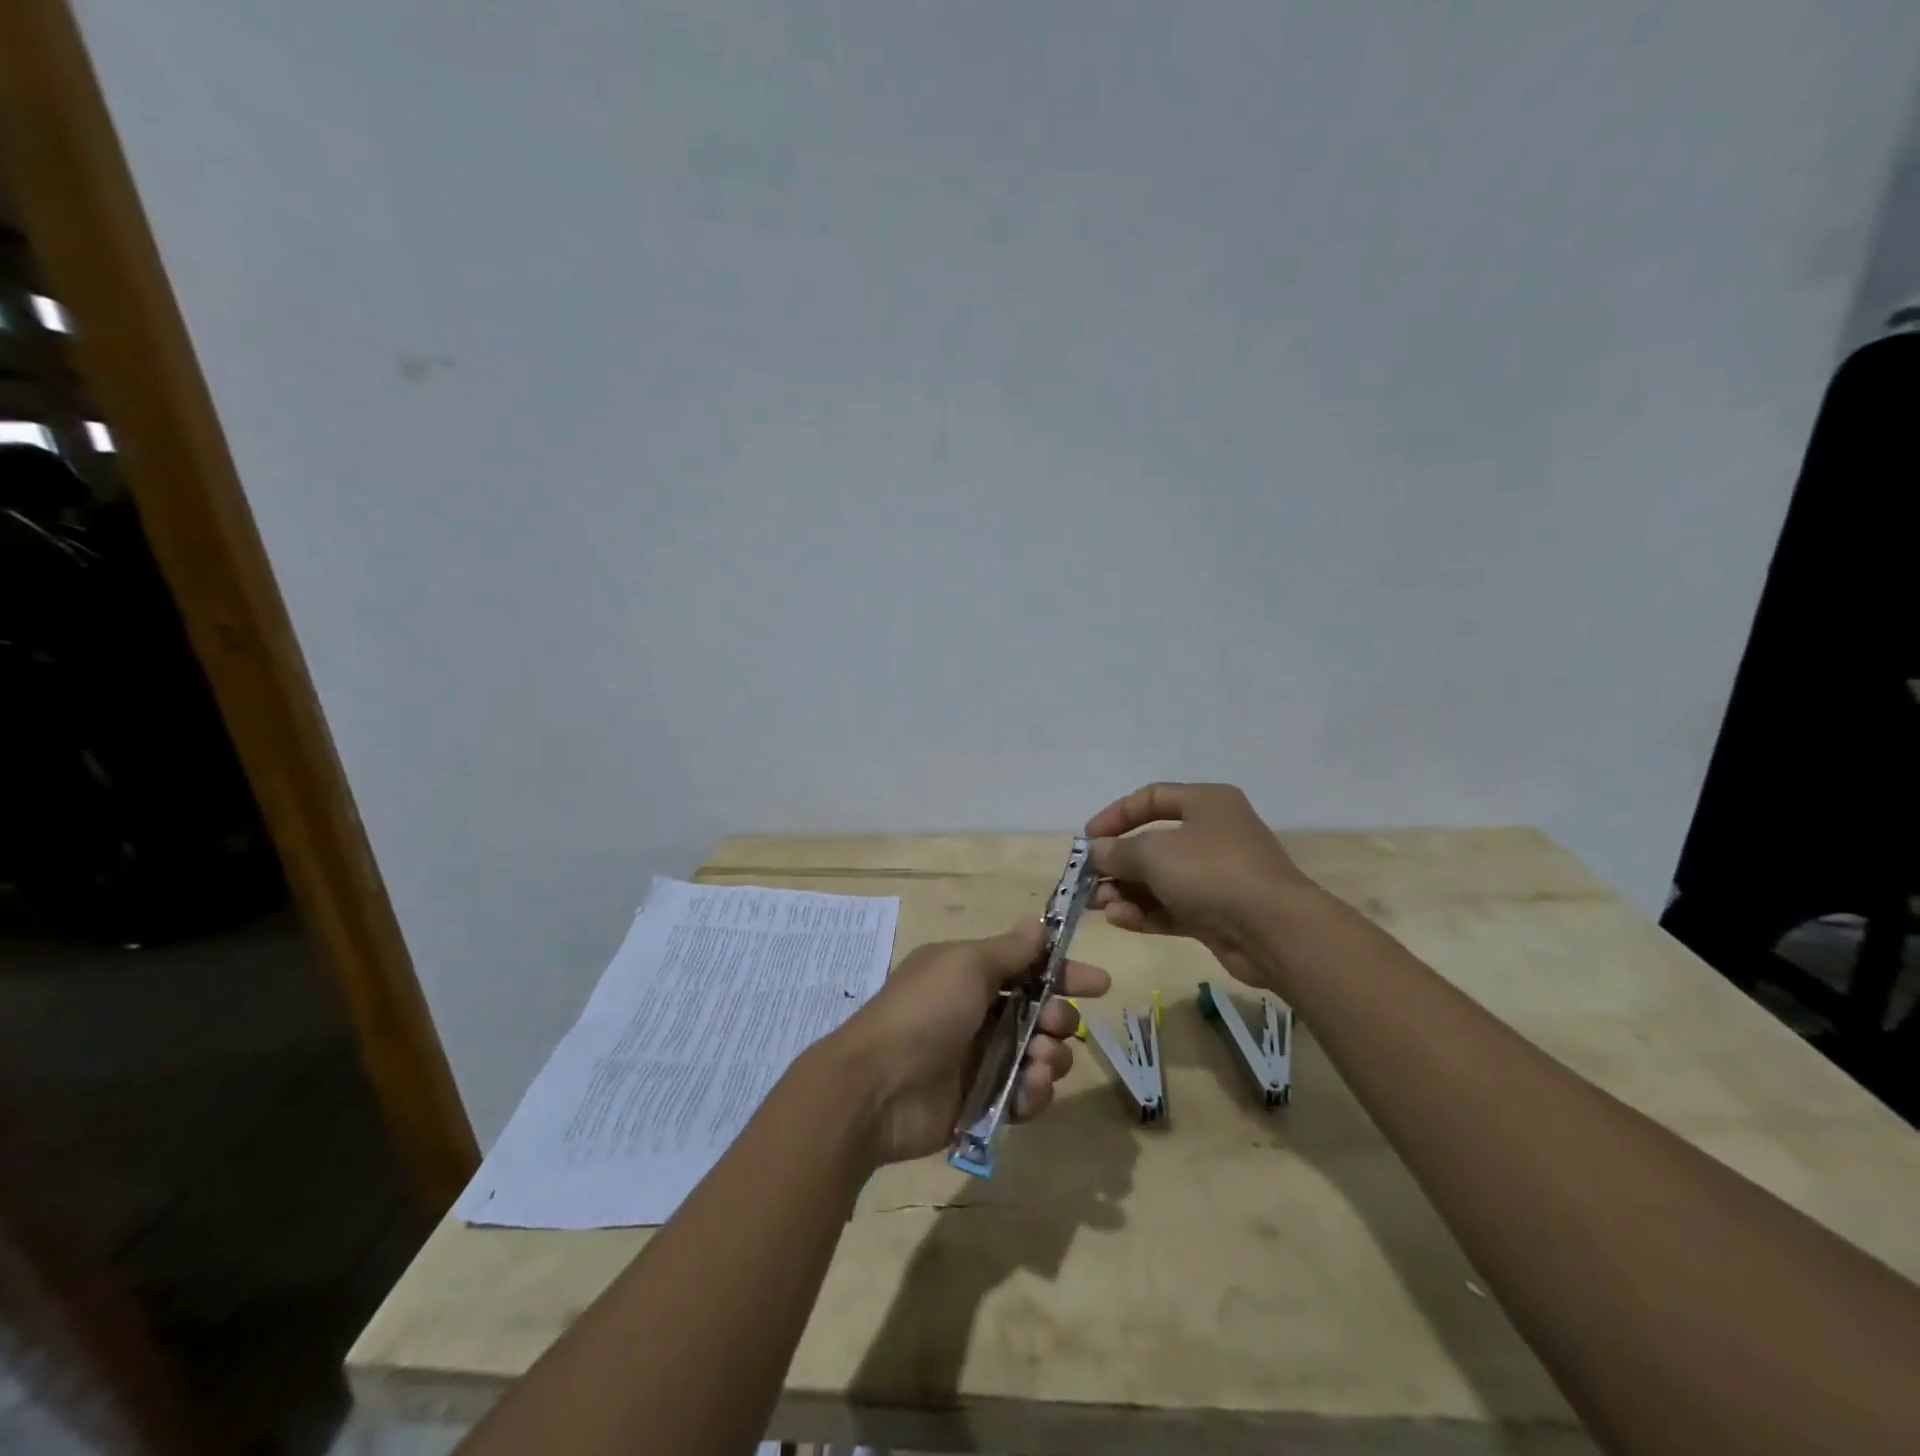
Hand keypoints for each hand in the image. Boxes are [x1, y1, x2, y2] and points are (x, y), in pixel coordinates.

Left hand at [829, 921, 1110, 1165]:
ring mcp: (980, 1059)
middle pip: (1040, 1013)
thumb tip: (1038, 925)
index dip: (1064, 973)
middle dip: (1060, 1017)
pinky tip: (1027, 1090)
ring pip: (1039, 1054)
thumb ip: (1009, 950)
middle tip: (1058, 1025)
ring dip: (1050, 1056)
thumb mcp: (966, 965)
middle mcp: (978, 1013)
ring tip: (1039, 1062)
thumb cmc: (924, 1012)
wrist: (876, 1088)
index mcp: (969, 974)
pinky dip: (1034, 1092)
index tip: (1100, 984)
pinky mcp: (982, 1102)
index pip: (1028, 968)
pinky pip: (1025, 1094)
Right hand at [1086, 782, 1319, 986]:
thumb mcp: (1154, 853)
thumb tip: (1096, 852)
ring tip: (1099, 905)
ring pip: (1160, 879)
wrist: (1274, 931)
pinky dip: (1145, 912)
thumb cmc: (1211, 872)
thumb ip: (1118, 851)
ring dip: (1127, 891)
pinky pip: (1172, 907)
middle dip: (1117, 863)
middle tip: (1087, 880)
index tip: (1088, 838)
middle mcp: (1213, 834)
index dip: (1116, 815)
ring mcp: (1216, 876)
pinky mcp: (1217, 913)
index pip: (1151, 798)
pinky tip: (1119, 920)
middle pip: (1153, 843)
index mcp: (1206, 803)